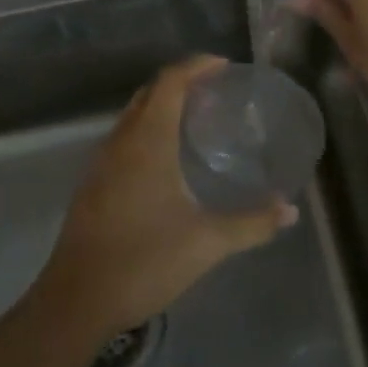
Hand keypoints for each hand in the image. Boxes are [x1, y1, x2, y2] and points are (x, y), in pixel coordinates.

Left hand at [36, 56, 295, 340]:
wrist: (77, 300)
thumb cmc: (144, 261)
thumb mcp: (207, 242)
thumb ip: (253, 223)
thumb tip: (290, 210)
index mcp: (147, 142)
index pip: (170, 82)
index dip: (197, 66)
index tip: (224, 66)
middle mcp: (120, 143)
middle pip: (149, 94)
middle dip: (181, 83)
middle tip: (215, 92)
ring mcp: (100, 164)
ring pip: (132, 117)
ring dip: (161, 107)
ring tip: (196, 120)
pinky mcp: (92, 186)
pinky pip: (122, 140)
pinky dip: (146, 132)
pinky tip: (166, 161)